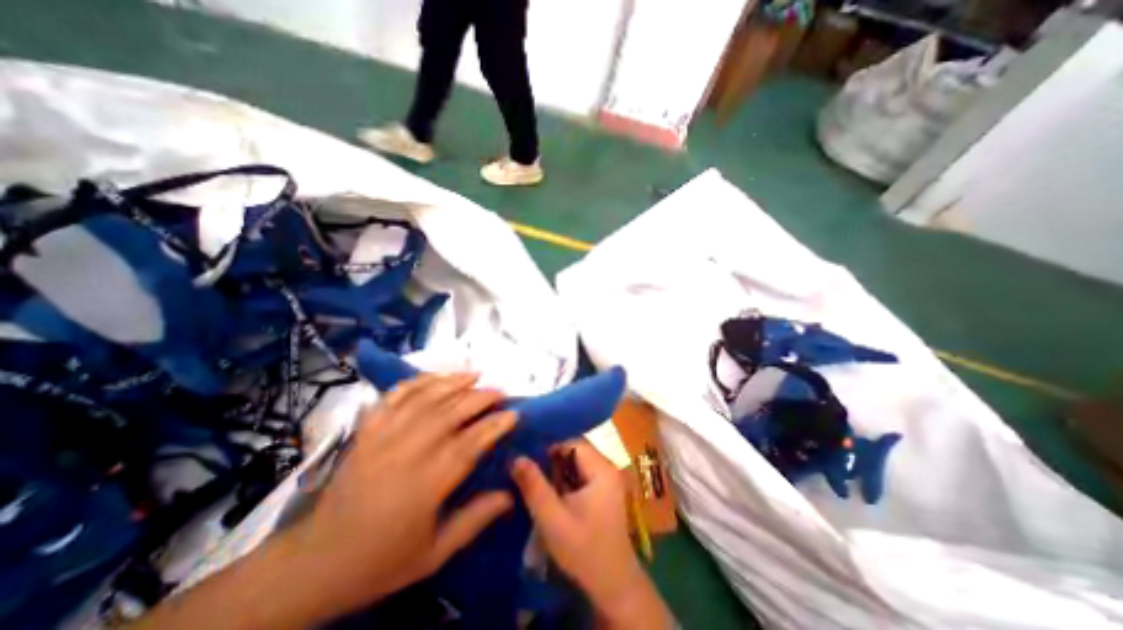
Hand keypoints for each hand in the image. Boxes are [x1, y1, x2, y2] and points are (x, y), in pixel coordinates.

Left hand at [282, 374, 517, 620]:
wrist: (315, 562)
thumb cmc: (381, 560)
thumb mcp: (434, 554)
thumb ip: (475, 520)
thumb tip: (511, 494)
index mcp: (426, 483)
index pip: (471, 443)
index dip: (495, 425)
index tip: (515, 413)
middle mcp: (407, 452)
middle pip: (451, 412)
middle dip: (480, 397)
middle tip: (500, 391)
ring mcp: (383, 436)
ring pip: (425, 398)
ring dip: (453, 382)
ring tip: (474, 374)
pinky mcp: (367, 430)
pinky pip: (394, 396)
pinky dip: (417, 382)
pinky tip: (434, 377)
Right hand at [513, 442, 668, 626]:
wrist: (613, 587)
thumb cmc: (583, 550)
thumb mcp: (552, 518)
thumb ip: (534, 486)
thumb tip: (516, 457)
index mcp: (602, 468)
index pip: (572, 442)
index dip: (549, 447)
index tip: (528, 457)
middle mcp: (608, 468)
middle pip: (575, 451)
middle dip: (552, 460)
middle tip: (529, 470)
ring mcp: (608, 480)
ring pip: (577, 463)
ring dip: (557, 471)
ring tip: (536, 480)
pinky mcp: (604, 492)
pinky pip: (581, 475)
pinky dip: (566, 480)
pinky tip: (551, 493)